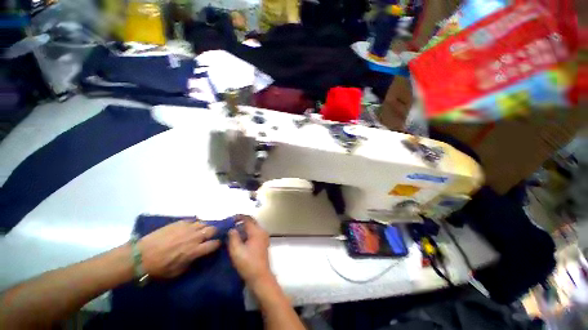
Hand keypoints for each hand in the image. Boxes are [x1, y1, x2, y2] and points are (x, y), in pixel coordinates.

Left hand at [138, 220, 220, 277]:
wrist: (141, 255)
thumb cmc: (159, 267)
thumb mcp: (177, 271)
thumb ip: (192, 262)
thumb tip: (198, 256)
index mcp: (194, 250)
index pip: (214, 244)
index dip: (217, 244)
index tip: (216, 245)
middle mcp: (194, 237)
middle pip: (212, 230)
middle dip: (214, 233)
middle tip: (209, 236)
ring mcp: (187, 228)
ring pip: (204, 223)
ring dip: (205, 227)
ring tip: (200, 231)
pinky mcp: (179, 222)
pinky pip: (193, 220)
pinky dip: (194, 224)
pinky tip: (190, 228)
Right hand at [228, 215, 271, 285]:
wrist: (260, 277)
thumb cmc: (248, 264)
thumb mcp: (237, 251)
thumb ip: (233, 237)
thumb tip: (232, 229)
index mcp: (257, 231)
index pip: (247, 218)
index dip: (238, 217)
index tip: (229, 220)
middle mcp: (262, 231)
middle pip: (251, 222)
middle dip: (241, 222)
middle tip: (230, 226)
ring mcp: (264, 237)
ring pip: (253, 227)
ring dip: (244, 228)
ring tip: (233, 232)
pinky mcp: (263, 242)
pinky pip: (255, 233)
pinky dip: (247, 233)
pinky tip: (240, 239)